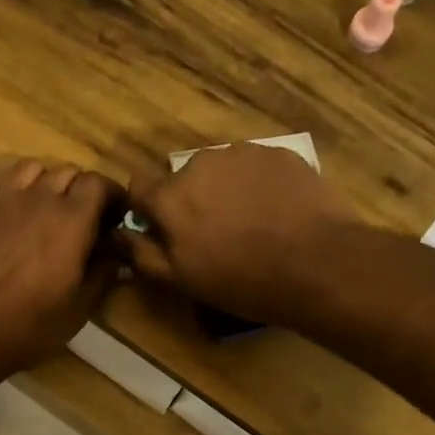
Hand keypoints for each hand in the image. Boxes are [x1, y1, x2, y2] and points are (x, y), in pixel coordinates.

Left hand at [0, 159, 121, 378]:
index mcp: (72, 221)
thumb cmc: (30, 325)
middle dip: (80, 189)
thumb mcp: (79, 308)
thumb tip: (116, 253)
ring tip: (45, 209)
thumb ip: (103, 273)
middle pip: (67, 172)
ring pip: (31, 169)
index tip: (115, 217)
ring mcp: (1, 201)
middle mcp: (39, 199)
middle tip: (82, 218)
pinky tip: (8, 216)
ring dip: (44, 183)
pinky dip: (7, 193)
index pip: (99, 183)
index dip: (111, 196)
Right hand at [118, 142, 360, 324]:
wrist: (316, 264)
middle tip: (213, 237)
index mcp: (171, 196)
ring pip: (219, 171)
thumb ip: (142, 254)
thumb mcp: (181, 280)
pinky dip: (256, 186)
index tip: (160, 232)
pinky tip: (274, 213)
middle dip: (190, 202)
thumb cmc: (240, 280)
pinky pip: (254, 167)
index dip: (146, 210)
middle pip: (182, 180)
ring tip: (248, 224)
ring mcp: (243, 153)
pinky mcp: (279, 153)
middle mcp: (201, 163)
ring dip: (223, 192)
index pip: (138, 187)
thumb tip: (118, 234)